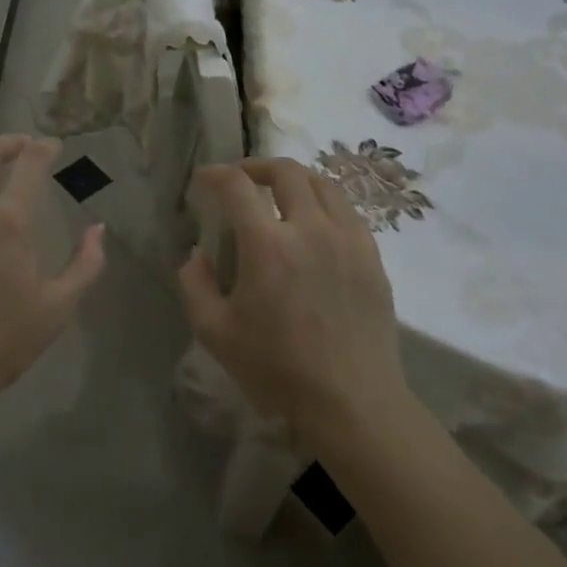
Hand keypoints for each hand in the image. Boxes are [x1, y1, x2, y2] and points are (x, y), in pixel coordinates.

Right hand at [178, 159, 412, 439]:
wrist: (351, 400)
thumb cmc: (277, 368)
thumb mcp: (214, 332)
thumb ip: (194, 284)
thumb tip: (197, 253)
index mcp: (268, 244)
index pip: (237, 186)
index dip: (215, 174)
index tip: (203, 180)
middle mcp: (311, 228)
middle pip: (286, 171)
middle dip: (256, 166)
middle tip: (241, 179)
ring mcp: (348, 239)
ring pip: (323, 183)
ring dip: (294, 179)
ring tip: (279, 193)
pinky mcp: (372, 256)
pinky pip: (347, 210)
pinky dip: (324, 202)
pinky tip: (314, 223)